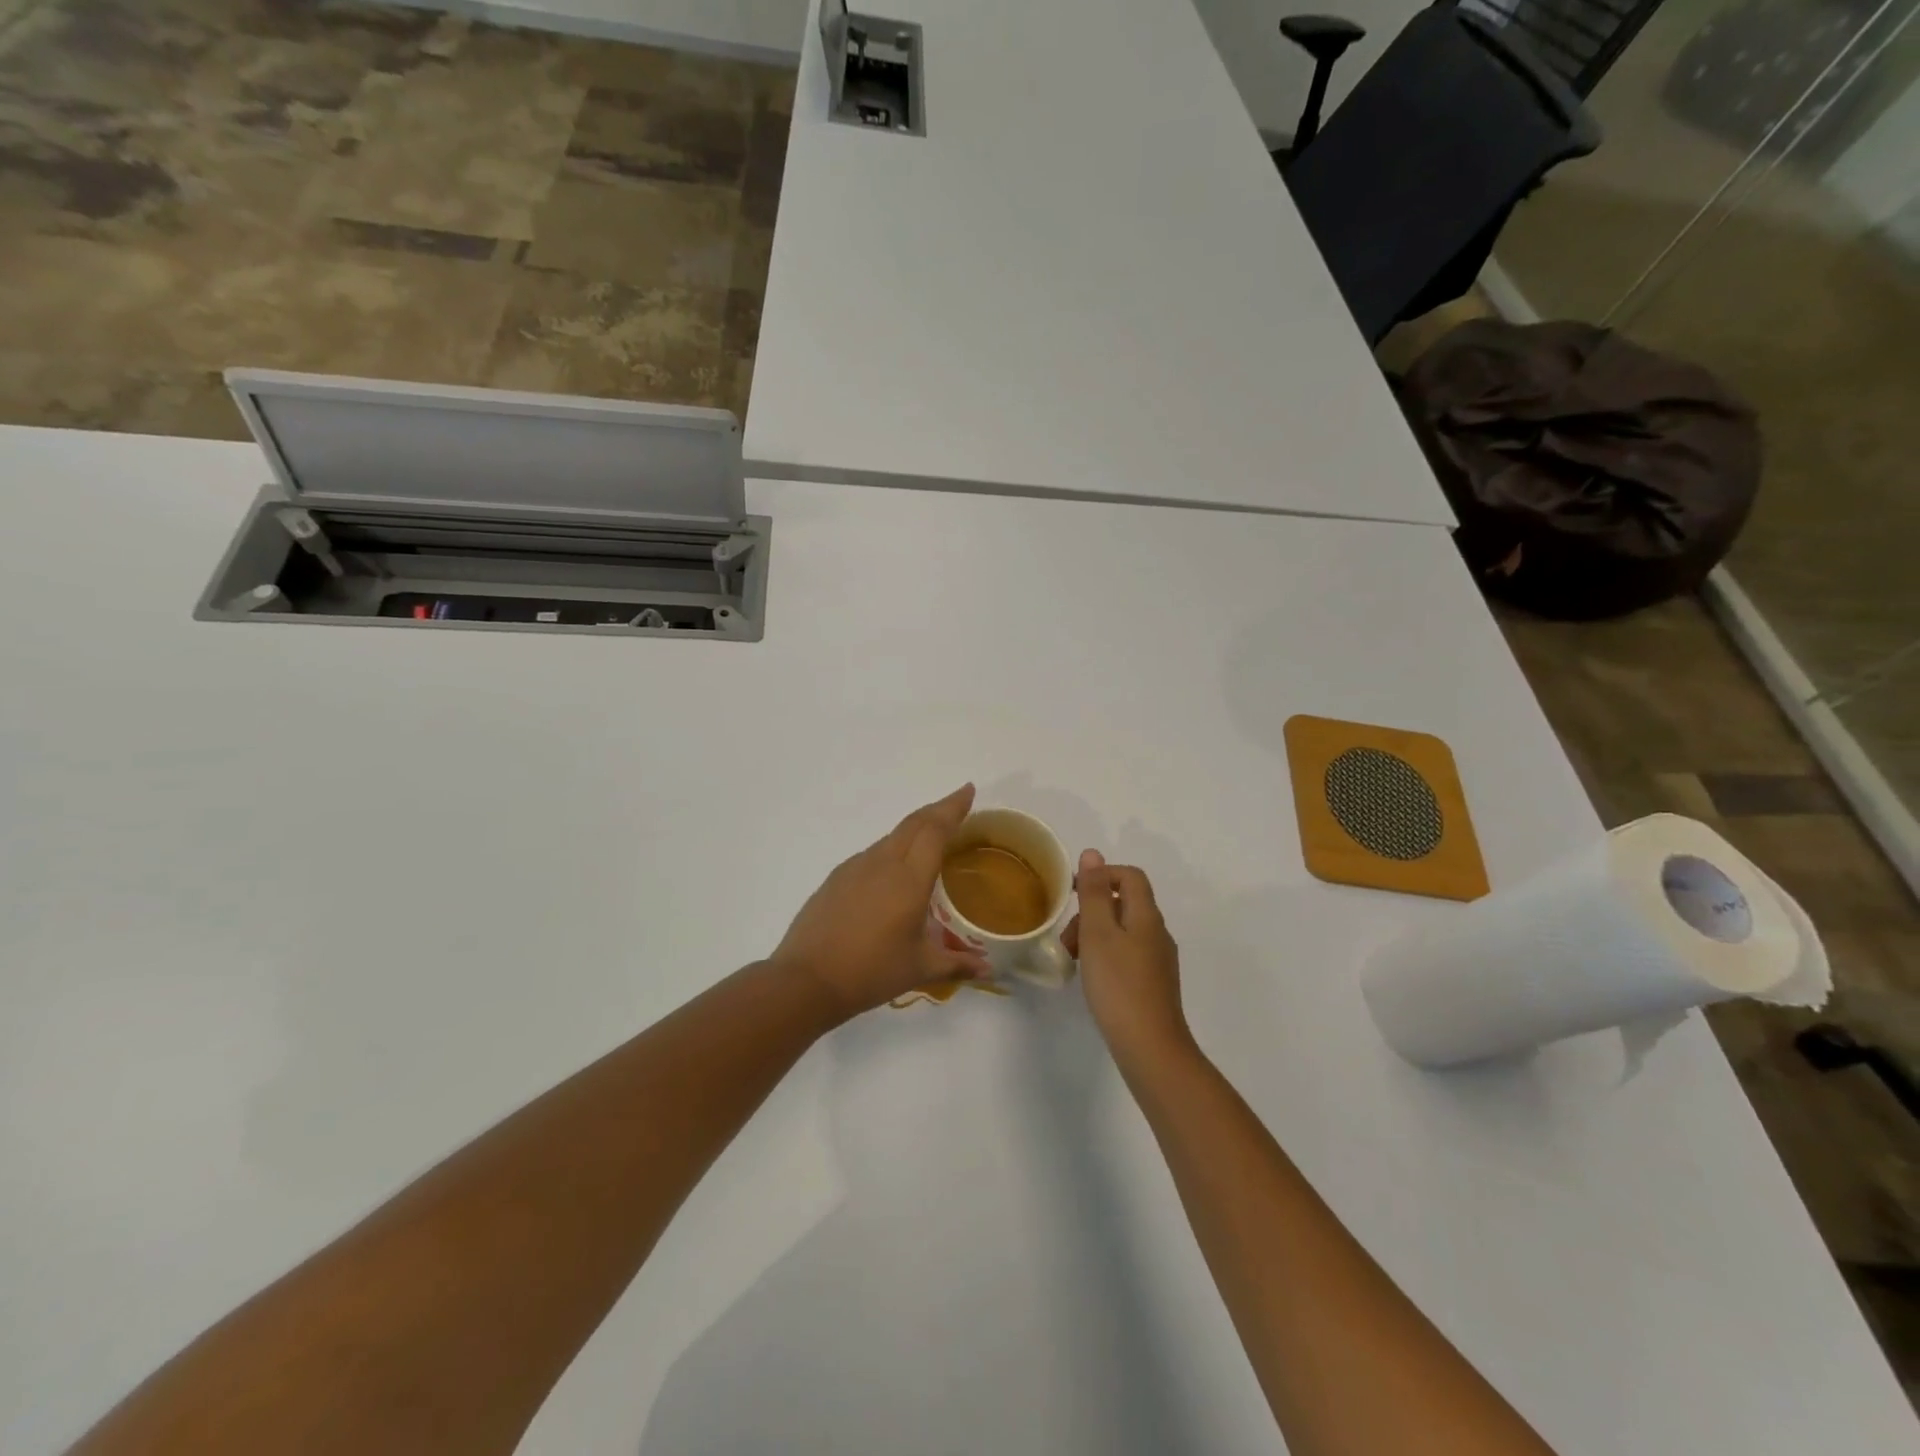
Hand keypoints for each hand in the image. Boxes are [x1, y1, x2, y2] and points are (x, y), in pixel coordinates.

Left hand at [770, 785, 992, 1018]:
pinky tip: (893, 871)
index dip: (953, 807)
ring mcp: (855, 868)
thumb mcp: (920, 969)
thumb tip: (987, 970)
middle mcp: (882, 863)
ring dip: (915, 829)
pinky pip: (872, 854)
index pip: (935, 830)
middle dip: (938, 809)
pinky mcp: (836, 878)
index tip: (968, 791)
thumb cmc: (870, 972)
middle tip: (957, 803)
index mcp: (909, 879)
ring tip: (930, 839)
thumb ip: (957, 964)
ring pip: (891, 837)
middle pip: (914, 823)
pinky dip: (892, 850)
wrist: (806, 980)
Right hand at [1064, 850, 1189, 1062]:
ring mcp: (1159, 960)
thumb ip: (1094, 893)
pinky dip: (1106, 956)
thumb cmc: (1119, 985)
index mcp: (1146, 916)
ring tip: (1074, 961)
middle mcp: (1157, 933)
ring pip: (1124, 931)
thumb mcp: (1098, 933)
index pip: (1130, 876)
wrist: (1150, 1048)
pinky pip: (1127, 954)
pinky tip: (1092, 979)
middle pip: (1125, 903)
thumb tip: (1093, 854)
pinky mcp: (1154, 984)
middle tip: (1068, 938)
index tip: (1072, 893)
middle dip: (1092, 911)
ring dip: (1096, 935)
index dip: (1102, 875)